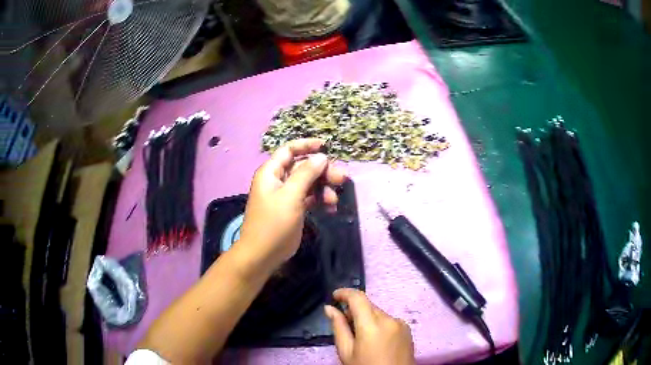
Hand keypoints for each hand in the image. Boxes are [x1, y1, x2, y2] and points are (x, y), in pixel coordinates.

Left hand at [239, 138, 346, 268]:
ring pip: (308, 183)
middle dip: (322, 171)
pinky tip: (331, 208)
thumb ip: (306, 174)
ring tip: (335, 200)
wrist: (262, 255)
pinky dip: (319, 201)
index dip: (306, 146)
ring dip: (323, 188)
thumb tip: (321, 156)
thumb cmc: (273, 223)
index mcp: (271, 172)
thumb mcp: (290, 196)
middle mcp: (278, 181)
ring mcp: (285, 196)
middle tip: (341, 179)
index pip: (289, 150)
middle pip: (302, 167)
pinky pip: (308, 198)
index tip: (326, 146)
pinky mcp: (292, 209)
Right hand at [325, 288, 415, 364]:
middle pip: (368, 306)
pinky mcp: (407, 329)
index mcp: (372, 325)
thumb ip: (338, 327)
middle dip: (354, 310)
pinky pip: (389, 320)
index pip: (358, 298)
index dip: (344, 293)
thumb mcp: (346, 352)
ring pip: (378, 313)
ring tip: (360, 337)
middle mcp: (389, 319)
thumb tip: (329, 309)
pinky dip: (379, 324)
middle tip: (344, 323)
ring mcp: (401, 324)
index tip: (334, 296)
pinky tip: (375, 340)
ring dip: (367, 318)